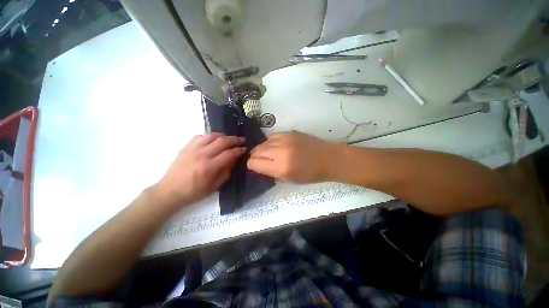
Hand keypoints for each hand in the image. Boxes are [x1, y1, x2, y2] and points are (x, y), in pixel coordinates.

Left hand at [152, 133, 245, 206]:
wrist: (169, 191)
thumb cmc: (194, 192)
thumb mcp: (214, 186)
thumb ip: (226, 171)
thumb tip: (234, 159)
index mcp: (209, 167)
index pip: (229, 153)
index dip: (239, 150)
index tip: (245, 149)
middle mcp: (201, 155)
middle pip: (222, 141)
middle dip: (234, 139)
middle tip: (241, 140)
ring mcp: (192, 149)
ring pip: (211, 135)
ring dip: (223, 135)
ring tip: (228, 139)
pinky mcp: (185, 147)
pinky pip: (200, 136)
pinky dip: (209, 136)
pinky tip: (213, 140)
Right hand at [247, 131, 338, 182]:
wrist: (328, 158)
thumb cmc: (310, 174)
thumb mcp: (289, 180)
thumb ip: (271, 173)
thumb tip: (259, 166)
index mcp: (281, 167)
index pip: (254, 163)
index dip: (252, 165)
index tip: (255, 167)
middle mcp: (280, 151)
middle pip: (256, 151)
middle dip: (255, 157)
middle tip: (261, 160)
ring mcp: (285, 139)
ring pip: (263, 142)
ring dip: (263, 149)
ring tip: (269, 153)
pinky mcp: (290, 132)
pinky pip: (272, 136)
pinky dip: (271, 142)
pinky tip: (277, 146)